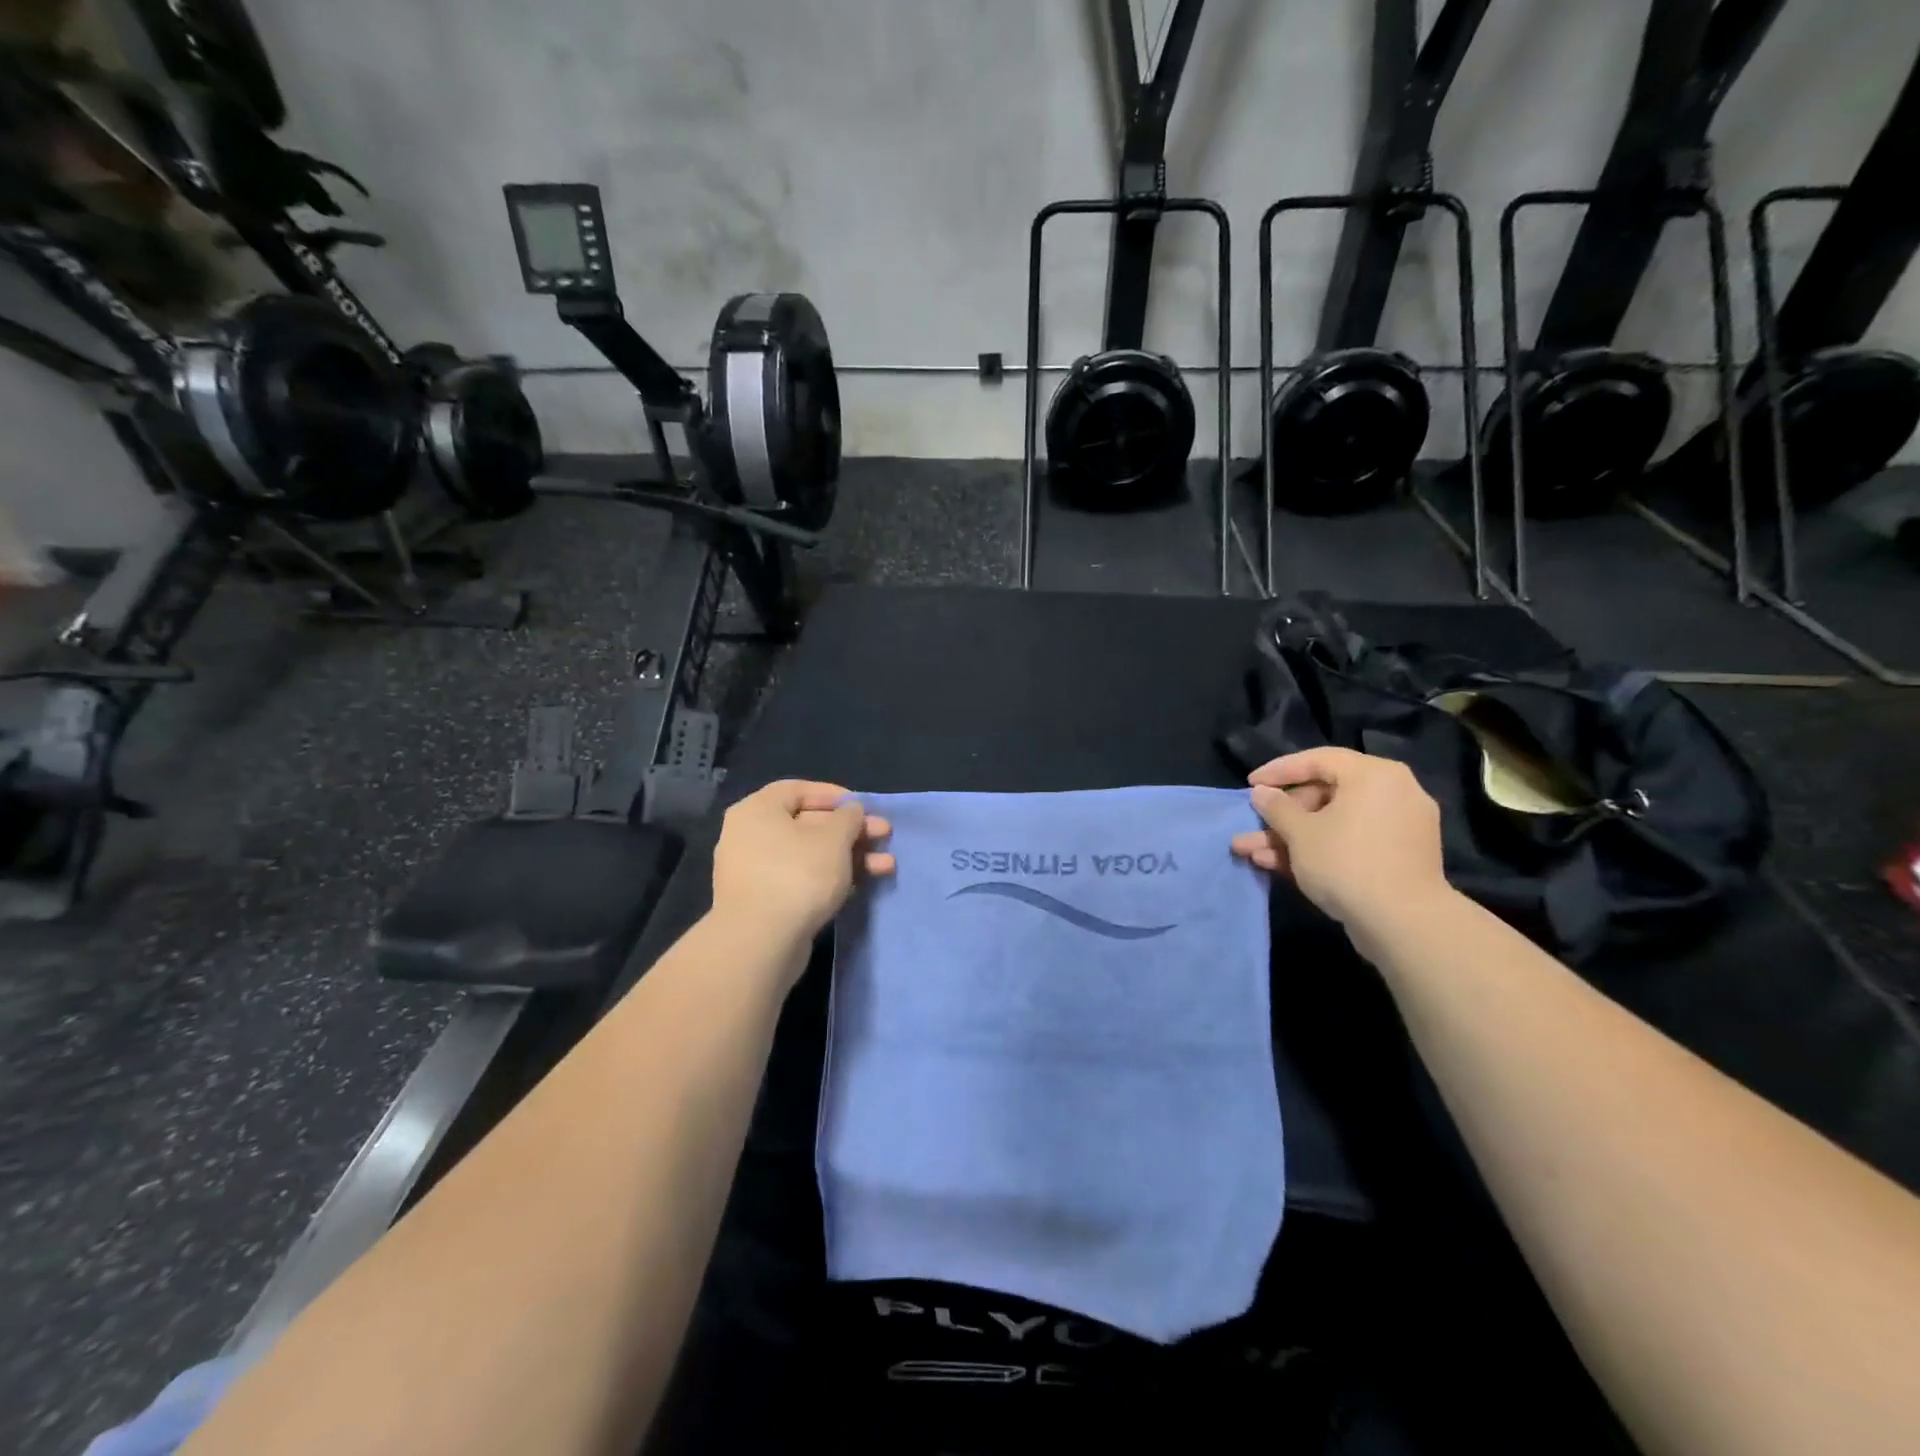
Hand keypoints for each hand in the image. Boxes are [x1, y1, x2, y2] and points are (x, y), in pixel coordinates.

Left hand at [711, 780, 893, 947]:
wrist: (760, 943)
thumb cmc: (797, 874)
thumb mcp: (834, 838)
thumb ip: (848, 818)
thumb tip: (850, 811)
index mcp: (757, 810)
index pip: (797, 789)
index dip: (833, 795)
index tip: (863, 806)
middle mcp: (750, 836)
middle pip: (808, 824)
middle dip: (851, 831)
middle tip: (884, 836)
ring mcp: (755, 872)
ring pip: (809, 855)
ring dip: (849, 857)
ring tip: (886, 867)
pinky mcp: (765, 903)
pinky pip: (802, 879)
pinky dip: (831, 879)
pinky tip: (861, 886)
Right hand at [1230, 748, 1448, 930]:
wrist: (1403, 924)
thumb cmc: (1346, 862)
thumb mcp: (1299, 832)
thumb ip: (1276, 808)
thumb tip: (1262, 793)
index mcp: (1374, 775)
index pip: (1318, 760)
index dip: (1278, 771)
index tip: (1250, 784)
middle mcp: (1393, 793)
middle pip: (1325, 795)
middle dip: (1281, 817)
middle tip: (1250, 827)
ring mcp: (1398, 828)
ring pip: (1333, 824)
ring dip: (1291, 838)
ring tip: (1251, 853)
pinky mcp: (1398, 858)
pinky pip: (1351, 842)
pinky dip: (1319, 850)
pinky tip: (1279, 866)